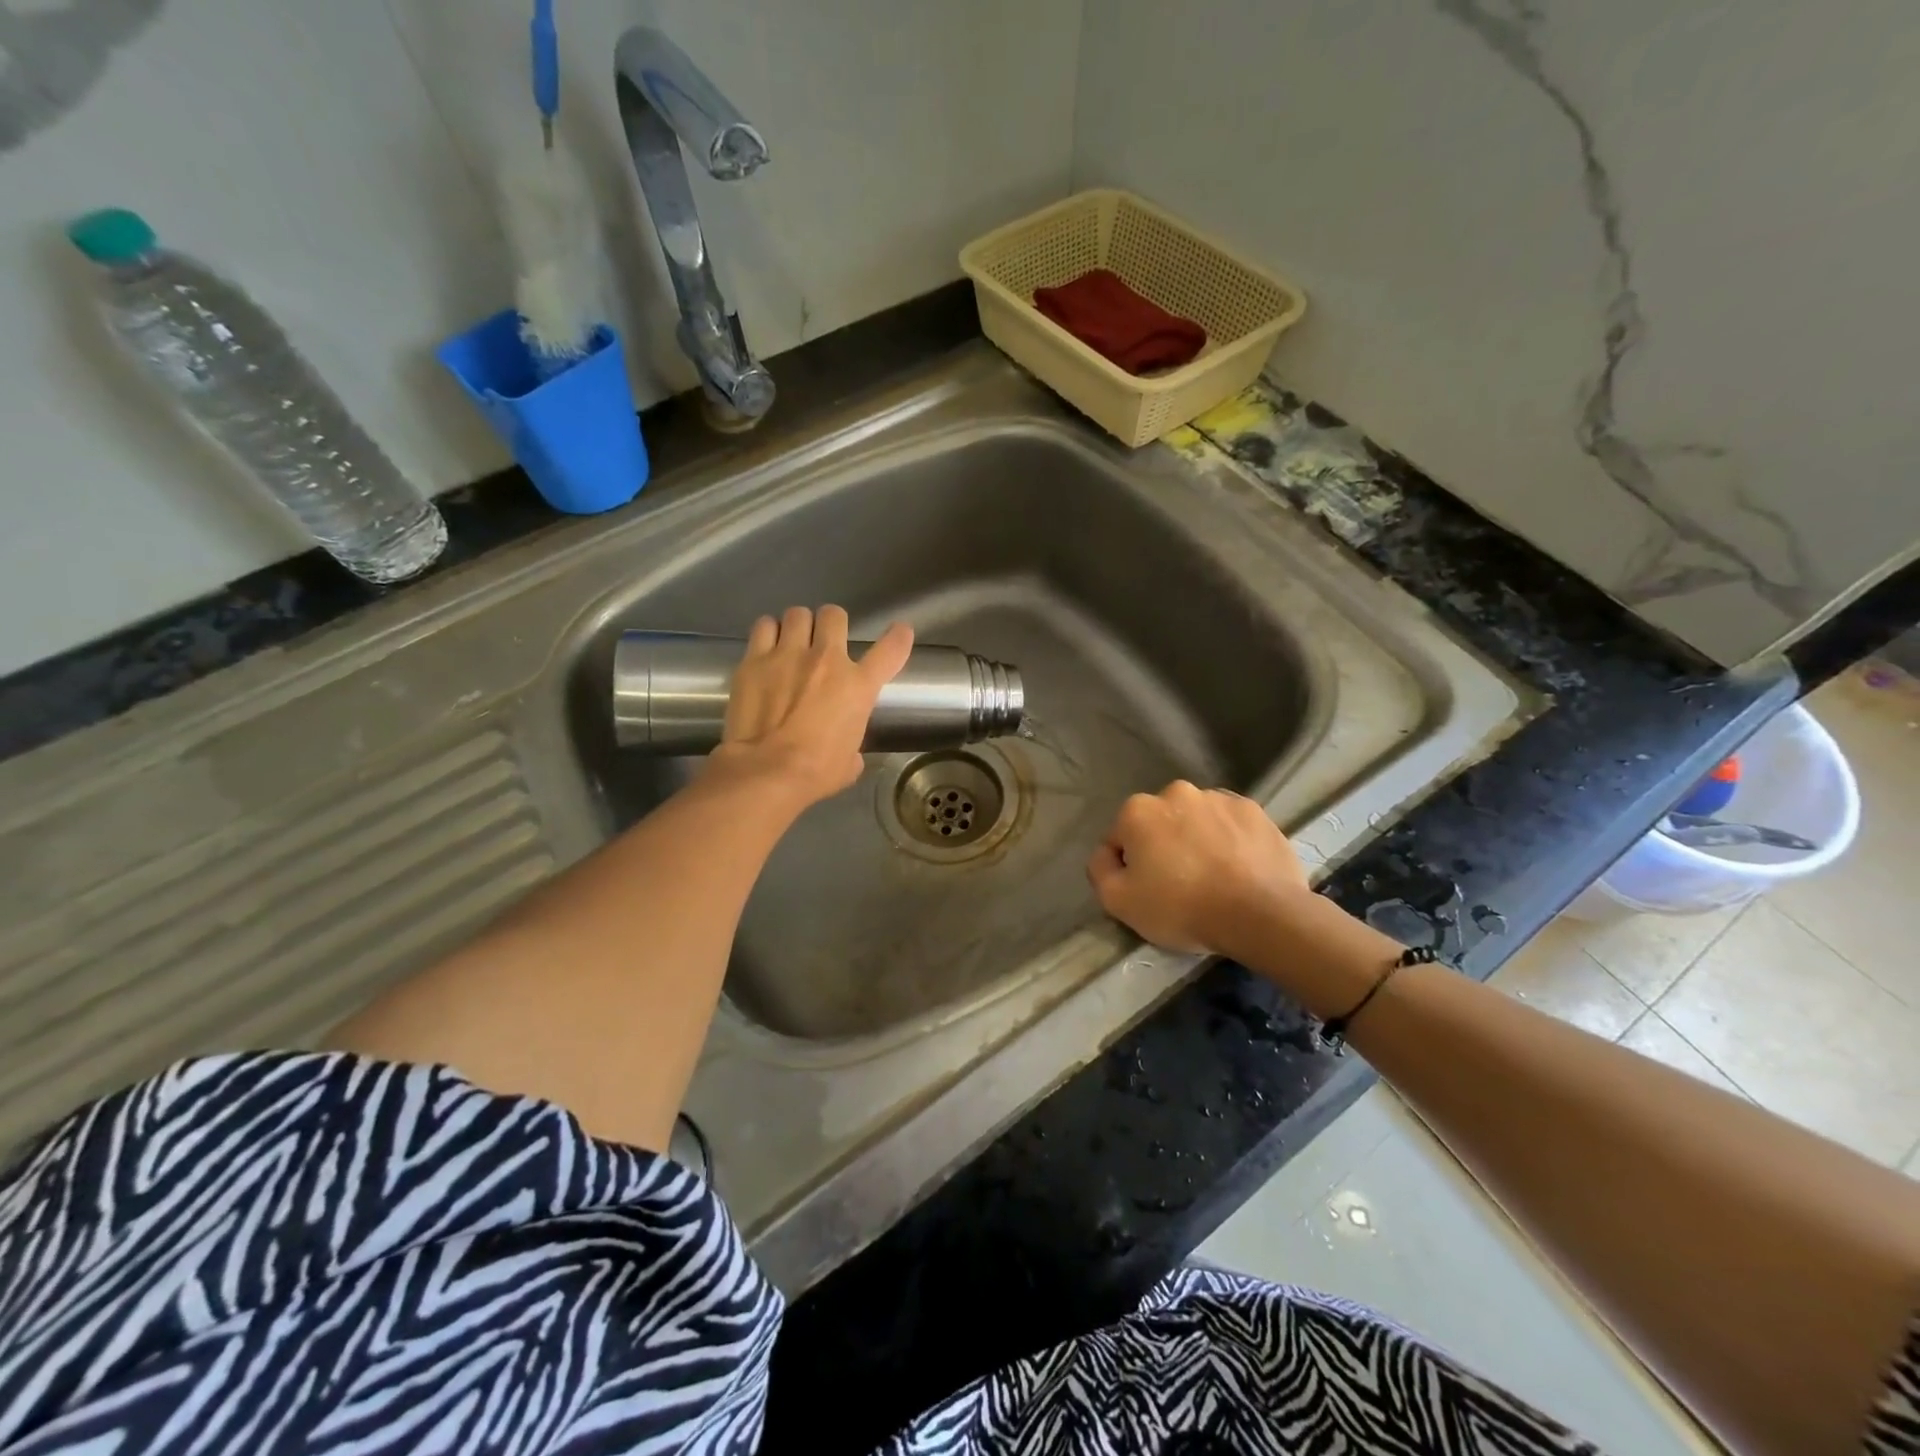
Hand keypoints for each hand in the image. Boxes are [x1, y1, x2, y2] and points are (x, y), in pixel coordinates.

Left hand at [712, 605, 913, 807]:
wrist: (766, 770)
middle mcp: (826, 660)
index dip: (899, 636)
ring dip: (798, 626)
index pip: (890, 649)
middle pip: (834, 615)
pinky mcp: (754, 660)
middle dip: (831, 624)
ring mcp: (788, 655)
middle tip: (824, 640)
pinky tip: (766, 646)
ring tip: (791, 642)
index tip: (899, 632)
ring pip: (797, 614)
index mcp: (858, 686)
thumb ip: (852, 745)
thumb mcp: (849, 762)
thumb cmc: (815, 772)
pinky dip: (768, 633)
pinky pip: (764, 627)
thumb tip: (847, 752)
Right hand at [1087, 781, 1309, 953]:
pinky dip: (1229, 840)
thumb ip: (1100, 870)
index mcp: (1138, 810)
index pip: (1119, 838)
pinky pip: (1230, 825)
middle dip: (1163, 846)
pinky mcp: (1254, 811)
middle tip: (1178, 884)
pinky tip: (1237, 869)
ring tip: (1213, 878)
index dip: (1128, 867)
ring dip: (1197, 840)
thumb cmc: (1181, 907)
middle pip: (1159, 824)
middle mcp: (1176, 792)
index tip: (1146, 891)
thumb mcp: (1119, 902)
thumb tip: (1106, 854)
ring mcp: (1219, 798)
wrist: (1260, 914)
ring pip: (1196, 820)